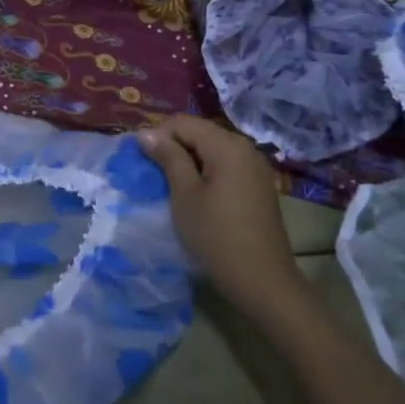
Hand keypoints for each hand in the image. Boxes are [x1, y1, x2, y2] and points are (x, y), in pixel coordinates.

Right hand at [137, 115, 300, 301]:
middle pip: (200, 132)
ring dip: (188, 160)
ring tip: (170, 184)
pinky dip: (206, 171)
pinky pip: (225, 165)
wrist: (262, 280)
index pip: (183, 122)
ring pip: (212, 149)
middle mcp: (245, 147)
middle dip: (173, 146)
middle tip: (153, 173)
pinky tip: (196, 194)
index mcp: (227, 145)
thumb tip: (147, 133)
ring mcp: (255, 167)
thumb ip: (168, 158)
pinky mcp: (258, 185)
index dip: (158, 135)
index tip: (142, 161)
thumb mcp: (184, 195)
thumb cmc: (216, 235)